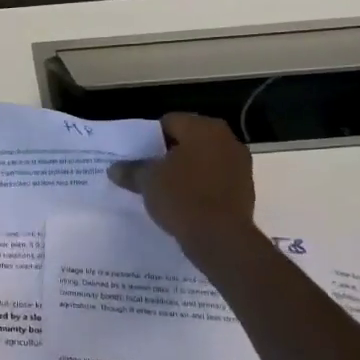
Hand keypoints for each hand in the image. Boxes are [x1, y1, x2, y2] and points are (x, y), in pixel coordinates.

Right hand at [106, 112, 256, 248]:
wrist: (221, 237)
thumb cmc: (182, 197)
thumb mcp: (147, 182)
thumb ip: (131, 170)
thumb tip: (114, 168)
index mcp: (203, 129)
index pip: (169, 121)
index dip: (150, 137)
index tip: (138, 155)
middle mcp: (226, 139)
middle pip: (189, 139)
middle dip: (169, 152)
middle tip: (149, 170)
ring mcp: (240, 164)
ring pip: (204, 159)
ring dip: (187, 169)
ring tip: (165, 187)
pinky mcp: (245, 189)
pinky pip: (216, 179)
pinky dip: (201, 185)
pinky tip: (185, 201)